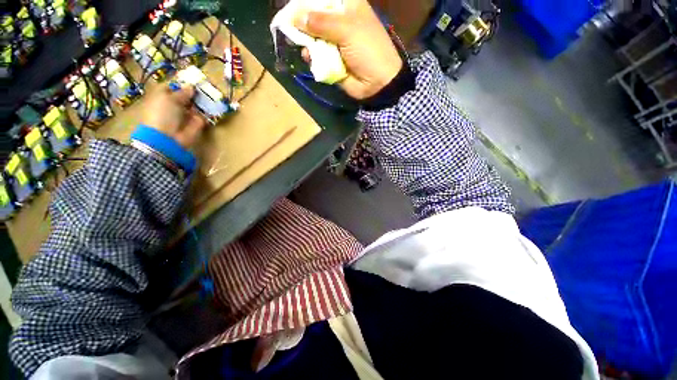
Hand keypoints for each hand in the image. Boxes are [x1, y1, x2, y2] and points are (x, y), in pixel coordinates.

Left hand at [140, 84, 206, 148]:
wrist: (169, 138)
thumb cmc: (163, 114)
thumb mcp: (168, 98)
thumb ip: (181, 92)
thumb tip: (191, 87)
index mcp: (164, 97)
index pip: (173, 86)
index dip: (181, 82)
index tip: (191, 78)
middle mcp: (175, 104)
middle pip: (187, 95)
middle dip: (194, 91)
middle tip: (204, 84)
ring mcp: (187, 114)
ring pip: (197, 104)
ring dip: (203, 99)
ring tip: (212, 92)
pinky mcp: (198, 123)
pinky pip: (205, 114)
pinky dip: (210, 110)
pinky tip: (216, 103)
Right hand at [295, 0, 402, 99]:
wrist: (377, 83)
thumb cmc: (368, 49)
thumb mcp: (347, 29)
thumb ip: (321, 22)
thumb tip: (295, 17)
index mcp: (348, 5)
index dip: (306, 1)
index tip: (291, 7)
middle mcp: (339, 21)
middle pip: (314, 16)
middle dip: (302, 21)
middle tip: (287, 25)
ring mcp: (334, 42)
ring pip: (312, 36)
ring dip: (305, 40)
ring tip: (302, 44)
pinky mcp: (331, 60)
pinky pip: (316, 55)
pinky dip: (311, 56)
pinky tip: (308, 57)